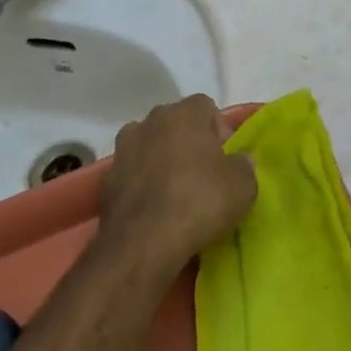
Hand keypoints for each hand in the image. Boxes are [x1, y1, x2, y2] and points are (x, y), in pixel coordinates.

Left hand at [100, 96, 255, 277]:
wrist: (143, 244)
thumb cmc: (199, 202)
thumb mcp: (243, 186)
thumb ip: (244, 165)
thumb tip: (239, 161)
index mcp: (183, 114)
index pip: (205, 106)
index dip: (219, 129)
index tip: (226, 157)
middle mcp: (149, 122)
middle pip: (175, 123)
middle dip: (189, 141)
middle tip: (204, 172)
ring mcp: (123, 150)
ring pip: (149, 145)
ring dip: (161, 159)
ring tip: (175, 189)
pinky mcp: (106, 180)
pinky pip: (132, 173)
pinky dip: (142, 183)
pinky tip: (154, 207)